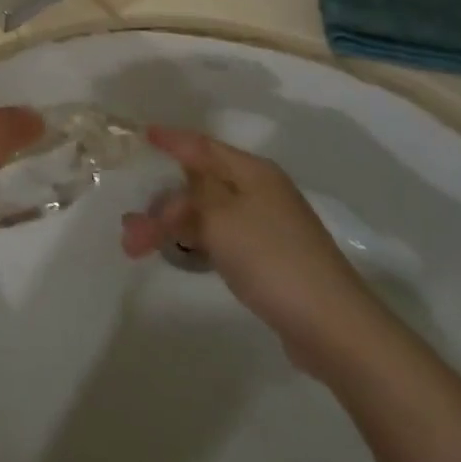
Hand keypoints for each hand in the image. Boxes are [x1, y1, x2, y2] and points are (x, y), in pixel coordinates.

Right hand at [121, 128, 381, 370]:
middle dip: (160, 202)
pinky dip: (192, 241)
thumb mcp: (219, 217)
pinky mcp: (268, 259)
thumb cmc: (270, 258)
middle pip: (199, 184)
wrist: (332, 327)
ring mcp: (266, 227)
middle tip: (128, 226)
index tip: (143, 134)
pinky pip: (219, 237)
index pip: (202, 146)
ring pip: (205, 214)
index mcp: (252, 172)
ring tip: (136, 247)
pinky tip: (176, 254)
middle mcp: (260, 192)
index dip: (172, 140)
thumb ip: (189, 195)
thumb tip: (180, 185)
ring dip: (170, 226)